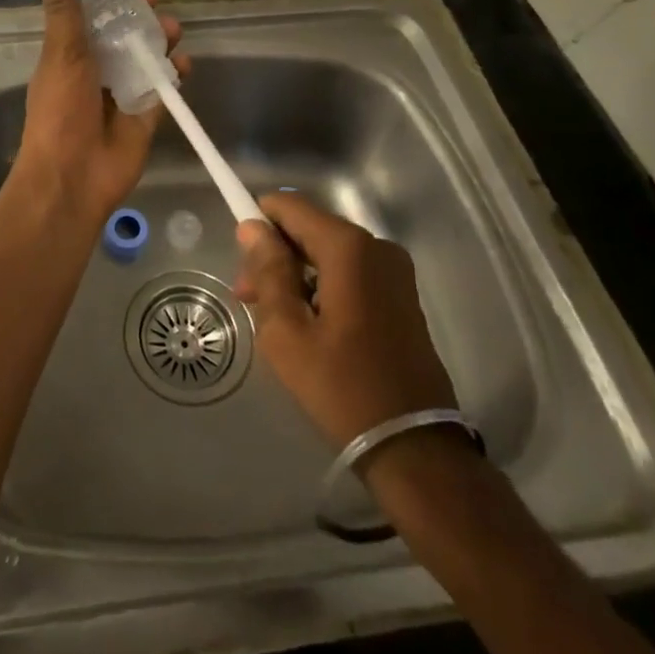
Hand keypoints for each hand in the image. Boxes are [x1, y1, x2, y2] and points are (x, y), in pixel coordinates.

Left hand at [9, 0, 188, 229]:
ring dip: (162, 40)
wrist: (74, 177)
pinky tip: (183, 65)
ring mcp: (123, 92)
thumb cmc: (61, 111)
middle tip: (157, 1)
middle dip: (143, 15)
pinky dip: (175, 74)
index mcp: (72, 53)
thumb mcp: (62, 53)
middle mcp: (97, 69)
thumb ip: (64, 10)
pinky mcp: (146, 114)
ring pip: (148, 56)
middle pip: (125, 33)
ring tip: (174, 31)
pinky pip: (164, 87)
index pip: (94, 15)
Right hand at [234, 191, 457, 450]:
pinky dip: (323, 285)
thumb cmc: (341, 386)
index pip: (290, 207)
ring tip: (274, 318)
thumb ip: (268, 270)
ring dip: (297, 273)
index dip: (259, 224)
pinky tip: (308, 323)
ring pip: (328, 251)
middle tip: (249, 300)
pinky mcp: (401, 294)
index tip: (241, 261)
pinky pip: (350, 271)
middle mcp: (376, 246)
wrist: (413, 446)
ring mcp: (394, 270)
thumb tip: (252, 228)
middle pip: (309, 228)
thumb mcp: (287, 331)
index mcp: (348, 247)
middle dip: (275, 255)